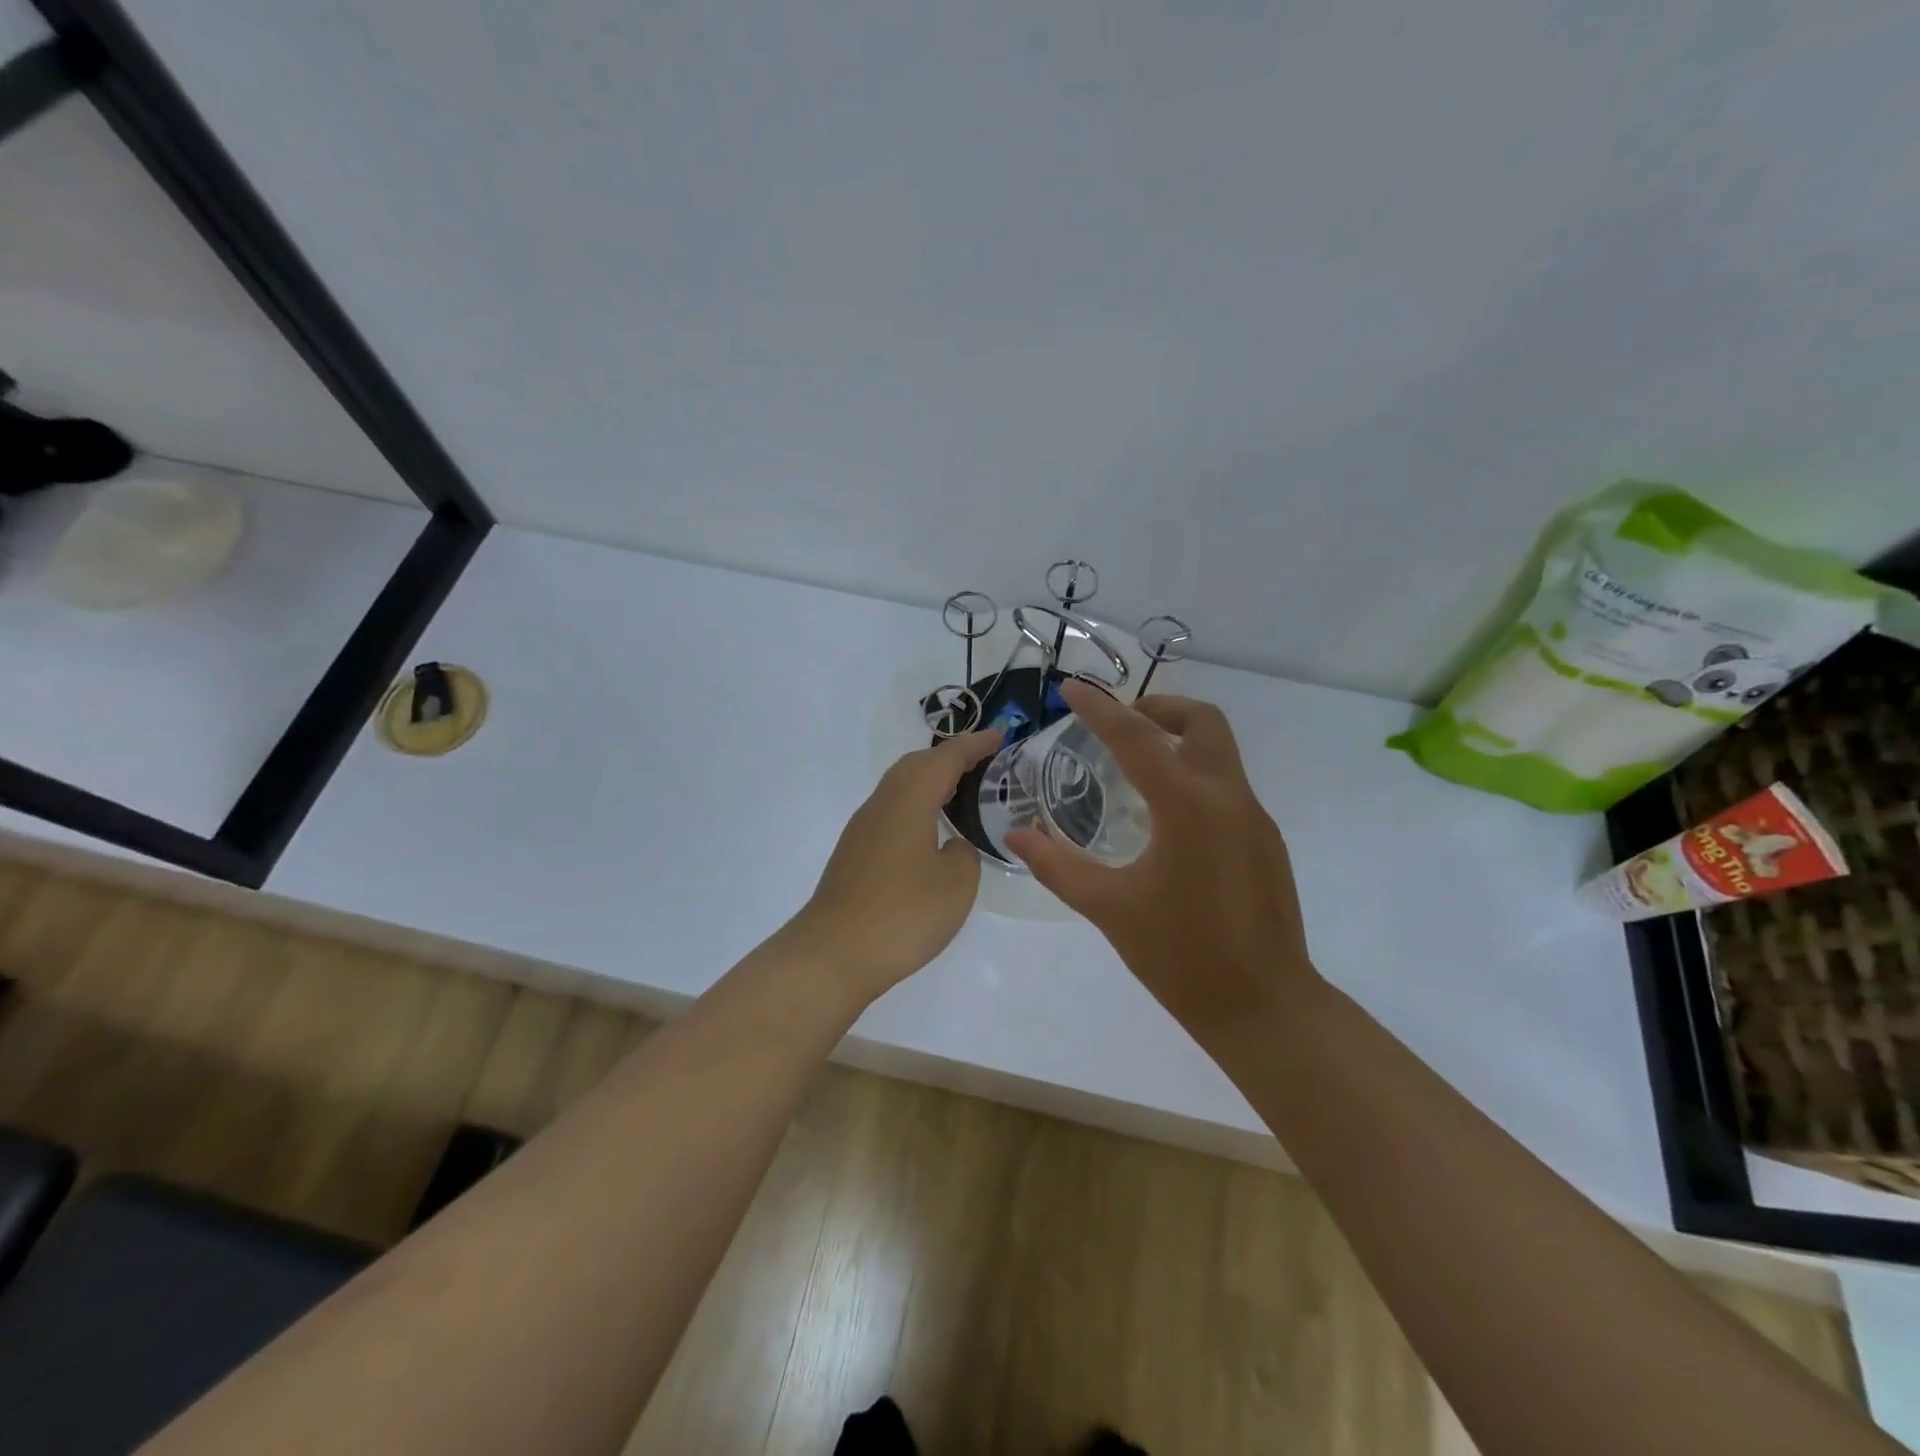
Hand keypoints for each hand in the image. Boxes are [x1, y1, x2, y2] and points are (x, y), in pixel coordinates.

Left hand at [792, 729, 1001, 998]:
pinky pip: (892, 811)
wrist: (834, 954)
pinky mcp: (855, 852)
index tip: (1002, 736)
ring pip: (901, 786)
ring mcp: (863, 828)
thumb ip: (964, 852)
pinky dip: (917, 805)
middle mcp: (882, 803)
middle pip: (918, 763)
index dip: (976, 744)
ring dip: (932, 780)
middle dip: (951, 756)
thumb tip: (950, 846)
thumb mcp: (957, 882)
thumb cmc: (903, 913)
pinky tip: (931, 829)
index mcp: (909, 799)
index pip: (946, 757)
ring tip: (963, 791)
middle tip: (986, 761)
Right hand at [1005, 682, 1317, 1031]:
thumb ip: (1057, 866)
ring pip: (1220, 750)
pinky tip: (1167, 815)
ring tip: (1135, 763)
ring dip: (1179, 738)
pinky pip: (1227, 785)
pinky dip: (1194, 774)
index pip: (1136, 738)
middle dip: (1158, 708)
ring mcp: (1254, 817)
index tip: (1070, 687)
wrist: (1263, 1007)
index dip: (1099, 708)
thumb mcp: (1108, 909)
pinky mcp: (1265, 840)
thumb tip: (1015, 836)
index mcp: (1186, 807)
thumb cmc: (1180, 957)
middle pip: (1202, 722)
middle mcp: (1227, 798)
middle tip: (1119, 722)